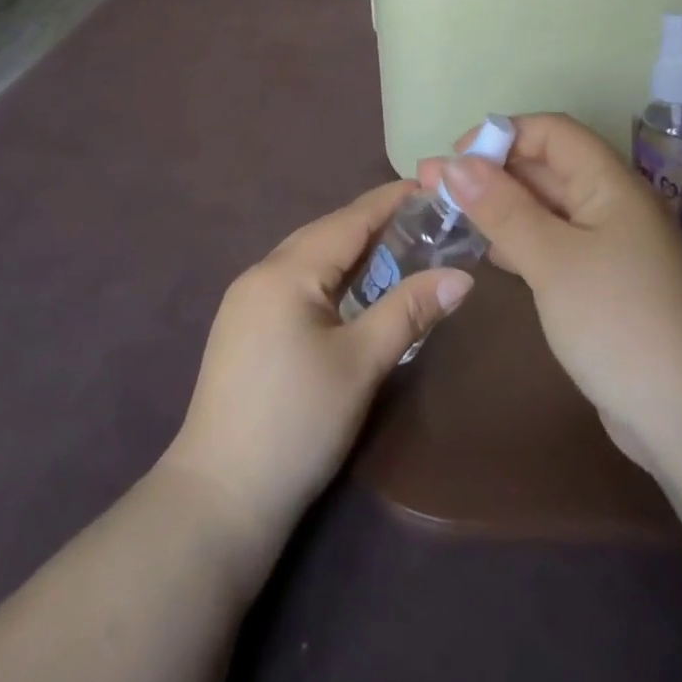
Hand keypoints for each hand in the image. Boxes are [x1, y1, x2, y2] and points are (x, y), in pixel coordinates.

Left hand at [160, 181, 473, 566]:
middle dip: (371, 222)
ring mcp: (245, 302)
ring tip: (395, 246)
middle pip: (324, 234)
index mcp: (286, 272)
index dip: (389, 201)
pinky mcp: (242, 328)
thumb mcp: (361, 363)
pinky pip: (294, 282)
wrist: (219, 497)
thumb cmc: (297, 423)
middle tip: (423, 218)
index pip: (347, 221)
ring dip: (349, 250)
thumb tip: (461, 276)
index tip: (429, 184)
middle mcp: (260, 274)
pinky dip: (328, 275)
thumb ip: (408, 311)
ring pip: (307, 258)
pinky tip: (350, 289)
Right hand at [425, 114, 681, 474]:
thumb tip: (454, 164)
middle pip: (545, 167)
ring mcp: (607, 246)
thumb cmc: (618, 321)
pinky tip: (485, 251)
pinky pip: (551, 243)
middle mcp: (611, 204)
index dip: (502, 135)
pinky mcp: (600, 282)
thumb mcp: (552, 260)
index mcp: (611, 184)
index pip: (552, 132)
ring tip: (446, 213)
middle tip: (431, 185)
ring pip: (545, 208)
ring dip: (498, 206)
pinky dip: (516, 239)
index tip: (454, 159)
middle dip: (489, 171)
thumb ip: (502, 208)